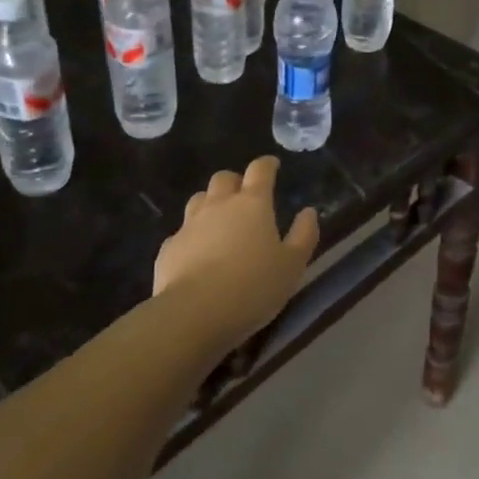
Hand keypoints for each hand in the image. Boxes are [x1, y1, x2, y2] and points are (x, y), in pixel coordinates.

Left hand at [155, 157, 318, 339]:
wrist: (194, 313)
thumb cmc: (253, 287)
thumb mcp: (292, 265)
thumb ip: (304, 235)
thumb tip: (308, 212)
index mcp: (252, 204)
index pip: (260, 170)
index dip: (267, 165)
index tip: (272, 166)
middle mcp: (219, 205)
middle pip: (224, 178)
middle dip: (235, 181)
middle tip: (245, 195)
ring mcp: (189, 224)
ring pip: (199, 200)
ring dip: (210, 203)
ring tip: (220, 222)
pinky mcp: (169, 247)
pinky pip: (182, 232)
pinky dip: (192, 236)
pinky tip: (197, 253)